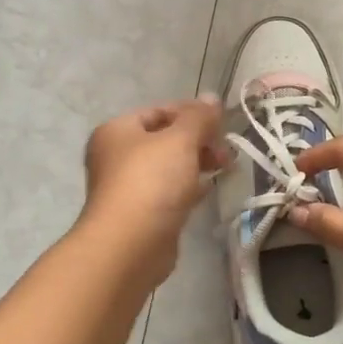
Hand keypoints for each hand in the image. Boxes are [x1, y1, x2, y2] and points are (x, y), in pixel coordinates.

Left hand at [78, 97, 227, 283]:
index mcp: (117, 131)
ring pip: (167, 167)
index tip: (221, 123)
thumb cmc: (151, 182)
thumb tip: (212, 98)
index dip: (191, 113)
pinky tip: (206, 191)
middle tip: (226, 150)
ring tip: (225, 168)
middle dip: (198, 141)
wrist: (129, 246)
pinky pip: (167, 192)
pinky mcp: (140, 215)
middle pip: (164, 139)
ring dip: (196, 164)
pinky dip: (187, 188)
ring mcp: (126, 187)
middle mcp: (116, 156)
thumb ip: (199, 118)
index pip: (158, 111)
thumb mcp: (180, 140)